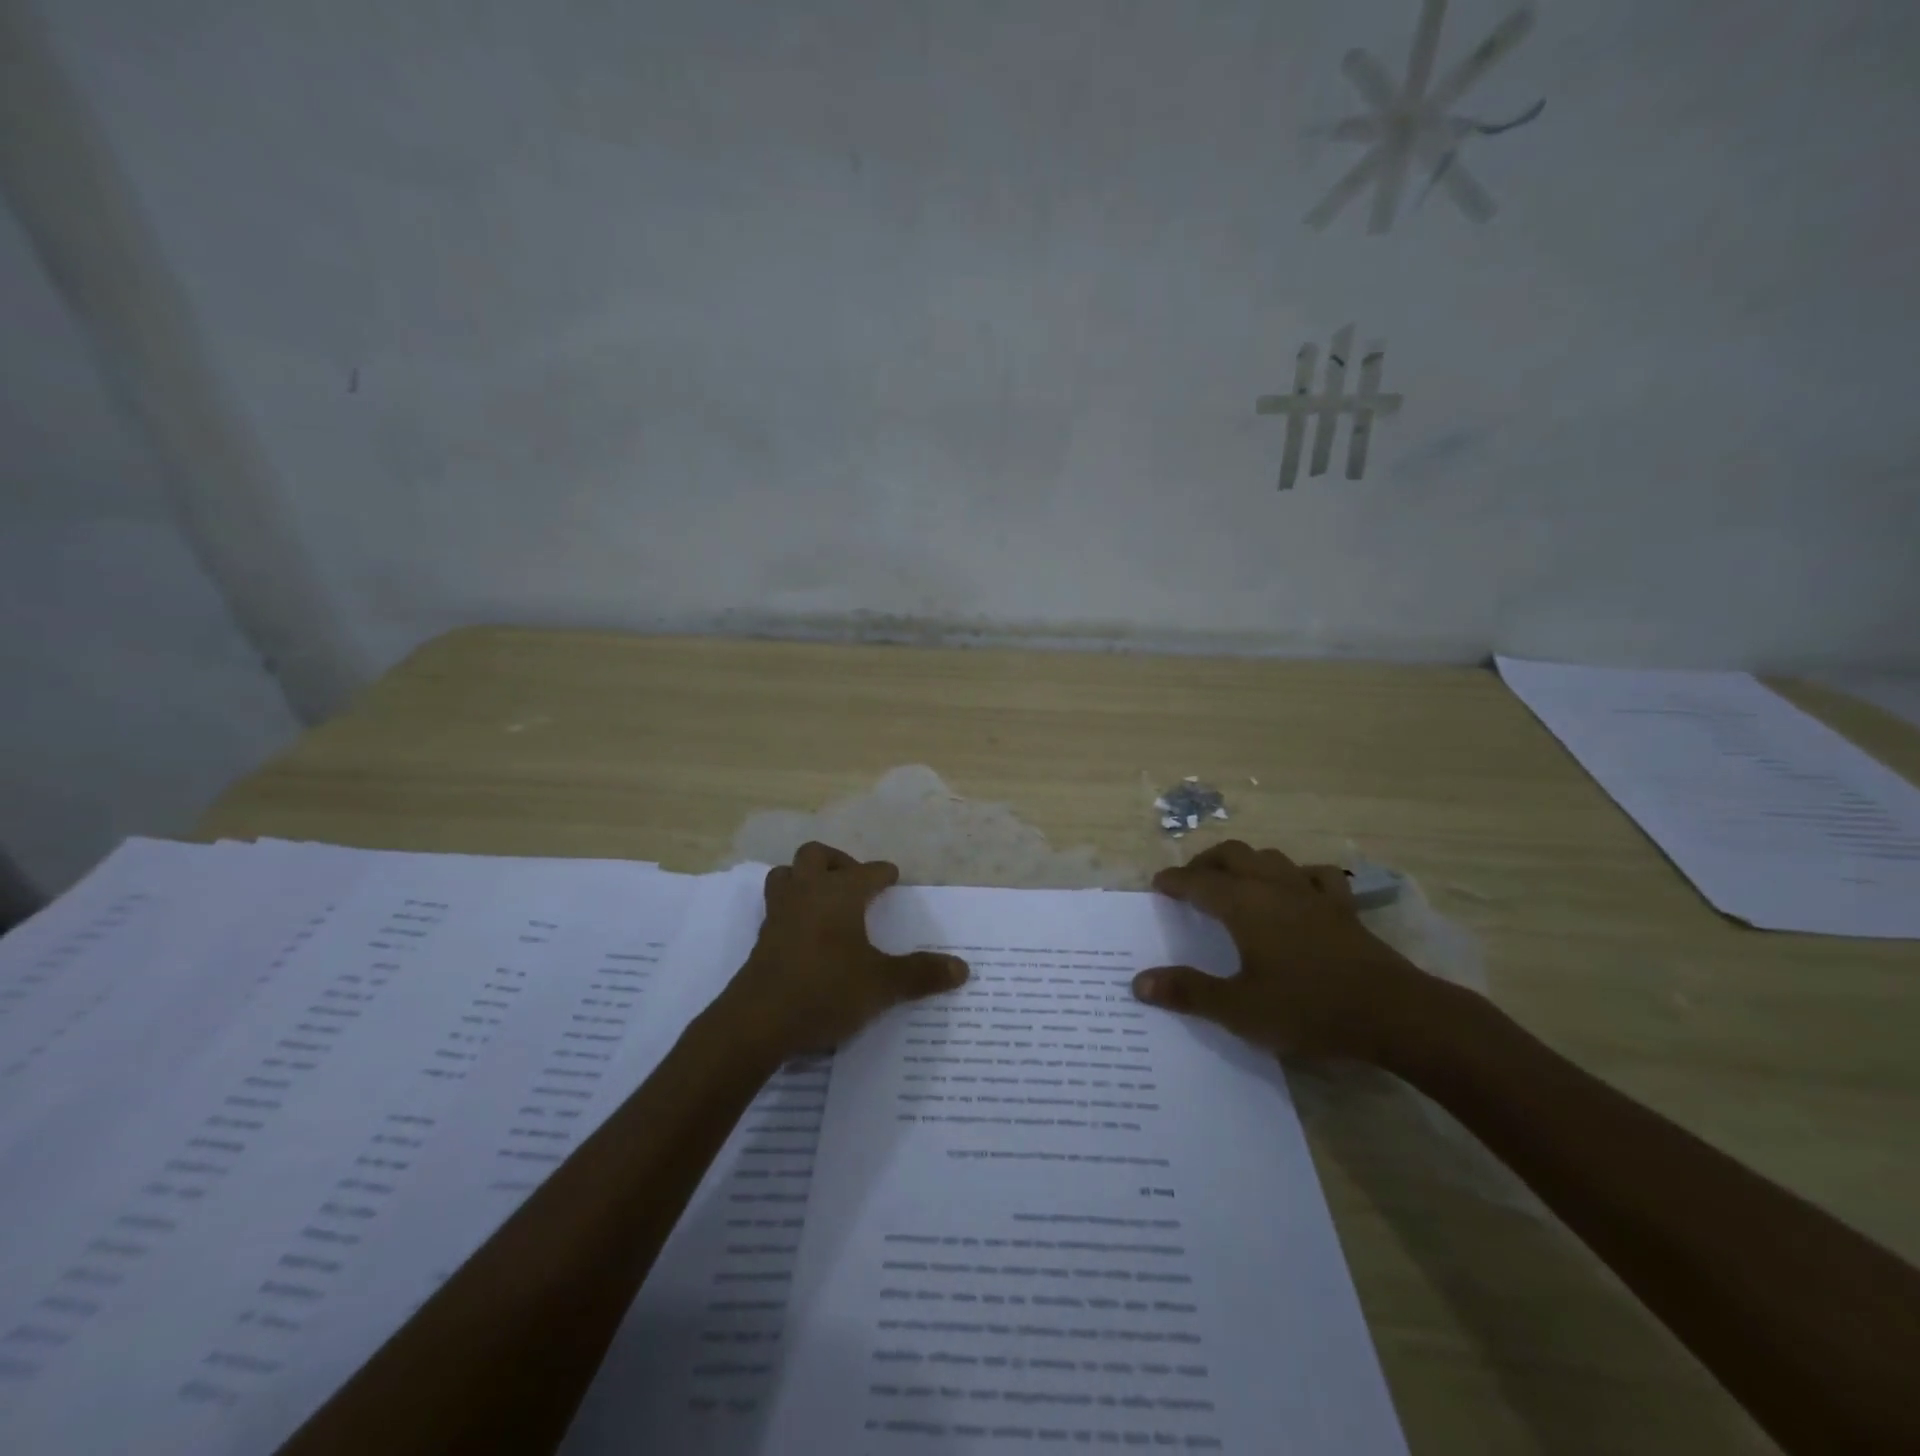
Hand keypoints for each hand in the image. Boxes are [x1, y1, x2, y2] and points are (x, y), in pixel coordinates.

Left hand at [710, 842, 969, 1060]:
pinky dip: (793, 908)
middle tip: (855, 883)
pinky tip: (808, 934)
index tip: (892, 878)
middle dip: (838, 862)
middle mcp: (807, 893)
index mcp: (839, 894)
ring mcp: (779, 914)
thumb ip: (921, 974)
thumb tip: (963, 968)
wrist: (758, 1022)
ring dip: (805, 878)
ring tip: (826, 901)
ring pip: (787, 875)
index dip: (882, 873)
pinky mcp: (762, 938)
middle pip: (815, 856)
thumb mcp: (882, 985)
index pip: (867, 871)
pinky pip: (777, 906)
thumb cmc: (826, 990)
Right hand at [1132, 840, 1442, 1063]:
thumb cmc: (1308, 1008)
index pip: (1197, 881)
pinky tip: (1295, 889)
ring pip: (1270, 858)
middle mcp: (1273, 887)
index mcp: (1243, 905)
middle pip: (1232, 855)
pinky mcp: (1343, 908)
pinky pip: (1315, 875)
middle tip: (1190, 882)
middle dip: (1205, 863)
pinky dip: (1296, 875)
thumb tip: (1139, 982)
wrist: (1393, 1014)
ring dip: (1245, 862)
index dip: (1173, 881)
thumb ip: (1188, 992)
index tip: (1157, 885)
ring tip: (1234, 881)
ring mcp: (1311, 893)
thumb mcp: (1239, 1009)